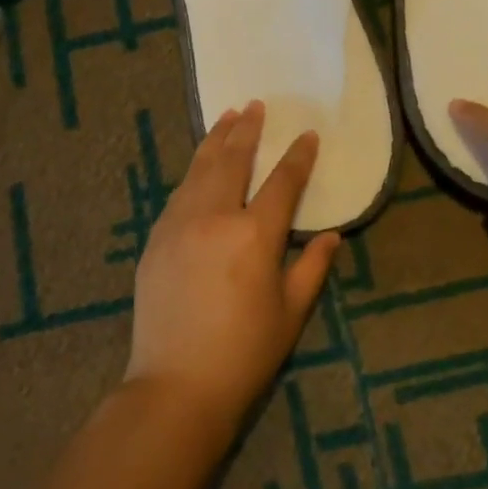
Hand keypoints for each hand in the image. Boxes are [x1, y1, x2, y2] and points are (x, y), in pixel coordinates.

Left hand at [128, 101, 340, 435]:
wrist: (176, 383)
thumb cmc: (244, 352)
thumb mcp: (291, 312)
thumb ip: (312, 267)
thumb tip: (331, 235)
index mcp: (255, 235)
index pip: (282, 183)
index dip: (298, 156)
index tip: (307, 135)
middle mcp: (215, 217)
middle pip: (233, 161)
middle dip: (247, 130)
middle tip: (255, 105)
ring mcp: (179, 224)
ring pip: (199, 169)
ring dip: (215, 140)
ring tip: (226, 116)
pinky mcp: (156, 238)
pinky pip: (178, 193)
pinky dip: (193, 172)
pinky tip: (199, 165)